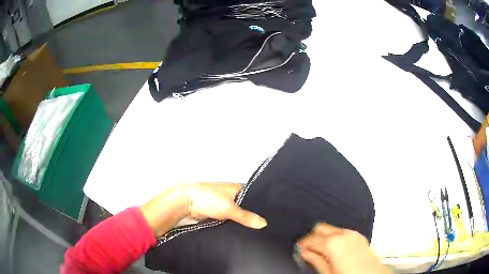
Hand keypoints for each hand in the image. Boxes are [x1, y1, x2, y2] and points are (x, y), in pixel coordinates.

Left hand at [183, 183, 266, 228]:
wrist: (186, 202)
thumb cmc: (208, 199)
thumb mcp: (229, 208)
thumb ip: (246, 217)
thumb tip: (263, 223)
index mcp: (238, 188)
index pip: (255, 196)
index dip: (262, 205)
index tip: (272, 216)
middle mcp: (233, 195)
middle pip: (247, 207)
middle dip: (253, 215)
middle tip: (264, 226)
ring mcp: (225, 204)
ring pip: (238, 214)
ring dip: (243, 220)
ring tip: (256, 230)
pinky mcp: (218, 212)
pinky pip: (230, 219)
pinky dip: (234, 224)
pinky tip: (242, 231)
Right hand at [297, 224, 389, 273]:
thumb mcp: (328, 272)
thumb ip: (315, 260)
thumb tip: (305, 253)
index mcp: (333, 243)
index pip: (310, 239)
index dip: (302, 244)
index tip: (299, 247)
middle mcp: (344, 234)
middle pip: (321, 228)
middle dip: (312, 236)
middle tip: (306, 246)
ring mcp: (353, 234)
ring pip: (332, 228)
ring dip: (323, 236)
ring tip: (319, 248)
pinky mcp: (359, 236)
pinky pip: (343, 231)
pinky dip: (335, 236)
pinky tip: (333, 247)